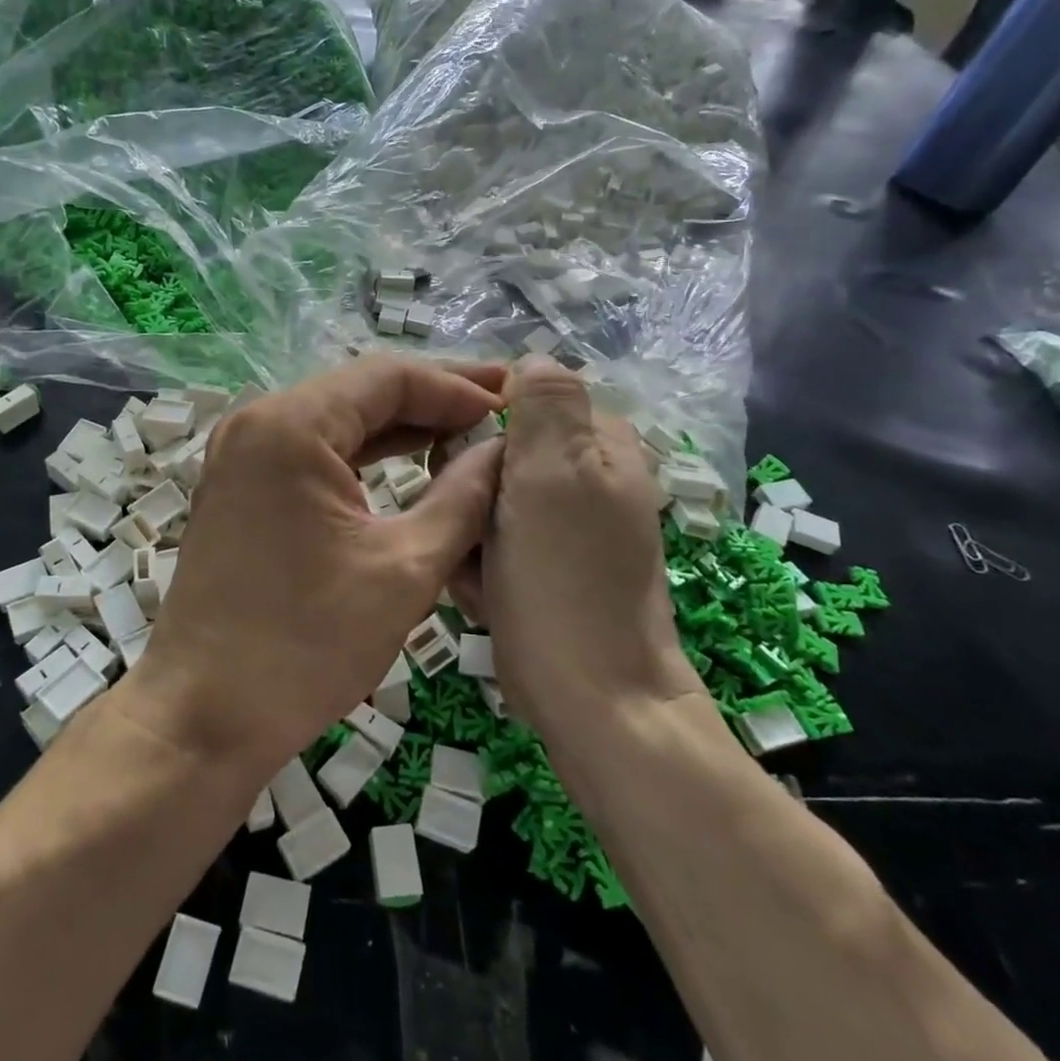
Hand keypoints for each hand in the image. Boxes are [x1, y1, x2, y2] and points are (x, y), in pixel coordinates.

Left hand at [119, 357, 505, 775]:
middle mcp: (258, 421)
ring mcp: (243, 452)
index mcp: (290, 426)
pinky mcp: (243, 484)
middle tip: (503, 406)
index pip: (388, 376)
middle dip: (434, 398)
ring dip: (404, 424)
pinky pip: (316, 450)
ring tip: (472, 429)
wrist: (203, 717)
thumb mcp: (404, 569)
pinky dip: (367, 453)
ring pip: (340, 419)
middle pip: (361, 390)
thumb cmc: (304, 647)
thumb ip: (464, 498)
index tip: (514, 408)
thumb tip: (502, 451)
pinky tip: (416, 459)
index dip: (458, 387)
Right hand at [451, 358, 703, 737]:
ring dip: (470, 532)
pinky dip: (481, 566)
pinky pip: (496, 544)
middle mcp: (589, 479)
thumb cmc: (565, 581)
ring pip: (489, 502)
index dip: (480, 427)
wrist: (593, 701)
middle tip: (471, 528)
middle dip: (471, 489)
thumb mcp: (554, 474)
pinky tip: (484, 594)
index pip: (522, 401)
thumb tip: (530, 358)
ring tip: (477, 571)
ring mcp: (569, 528)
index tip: (458, 463)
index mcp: (601, 445)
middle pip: (499, 454)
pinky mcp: (550, 569)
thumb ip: (545, 403)